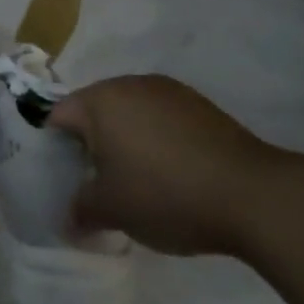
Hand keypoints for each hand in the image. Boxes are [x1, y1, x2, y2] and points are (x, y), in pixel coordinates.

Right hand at [49, 75, 273, 256]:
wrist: (250, 193)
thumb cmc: (165, 194)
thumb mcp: (112, 210)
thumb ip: (80, 211)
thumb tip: (68, 219)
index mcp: (101, 100)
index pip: (59, 116)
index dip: (53, 149)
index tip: (62, 180)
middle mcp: (130, 84)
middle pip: (94, 111)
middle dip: (90, 145)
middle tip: (95, 184)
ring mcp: (168, 90)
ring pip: (129, 113)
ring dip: (125, 141)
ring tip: (135, 181)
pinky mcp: (198, 104)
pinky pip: (160, 118)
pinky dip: (155, 140)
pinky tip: (170, 173)